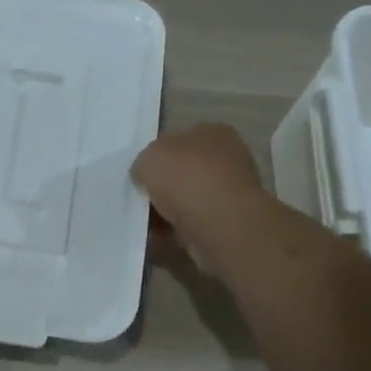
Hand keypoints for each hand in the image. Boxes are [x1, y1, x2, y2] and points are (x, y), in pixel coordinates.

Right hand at [131, 124, 266, 269]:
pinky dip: (173, 231)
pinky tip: (156, 237)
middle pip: (185, 171)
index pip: (182, 138)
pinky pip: (191, 225)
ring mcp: (230, 194)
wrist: (219, 225)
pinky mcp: (227, 224)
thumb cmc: (186, 178)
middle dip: (163, 185)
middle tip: (140, 197)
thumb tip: (145, 175)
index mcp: (214, 133)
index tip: (142, 171)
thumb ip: (144, 162)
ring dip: (166, 211)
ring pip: (187, 200)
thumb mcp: (150, 157)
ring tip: (144, 221)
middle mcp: (227, 160)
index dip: (160, 154)